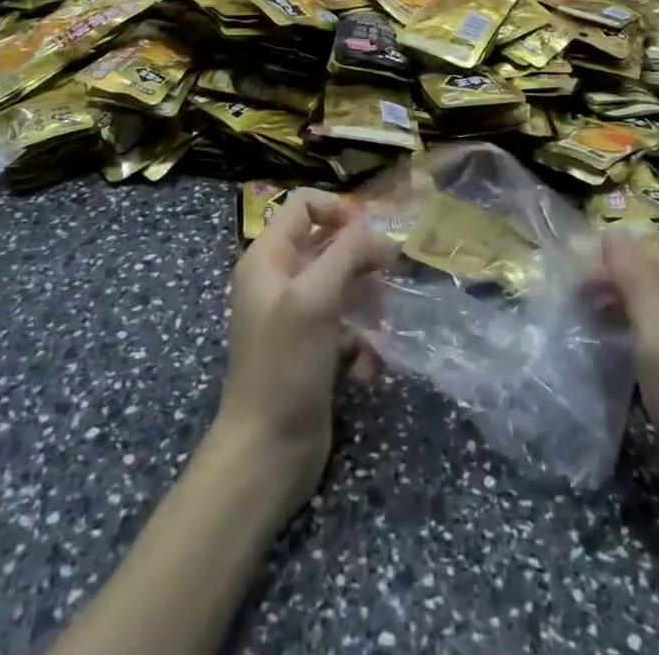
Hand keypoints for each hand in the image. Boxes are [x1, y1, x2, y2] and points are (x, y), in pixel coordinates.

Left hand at [213, 188, 396, 521]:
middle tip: (391, 274)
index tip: (371, 233)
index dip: (338, 210)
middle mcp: (279, 281)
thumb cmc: (285, 365)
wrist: (266, 453)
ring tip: (383, 328)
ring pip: (343, 287)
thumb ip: (346, 253)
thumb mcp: (315, 297)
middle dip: (362, 260)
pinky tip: (369, 368)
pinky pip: (346, 328)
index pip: (303, 205)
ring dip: (368, 304)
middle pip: (328, 245)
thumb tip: (378, 232)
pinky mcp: (313, 351)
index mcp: (268, 258)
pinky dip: (362, 342)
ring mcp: (296, 317)